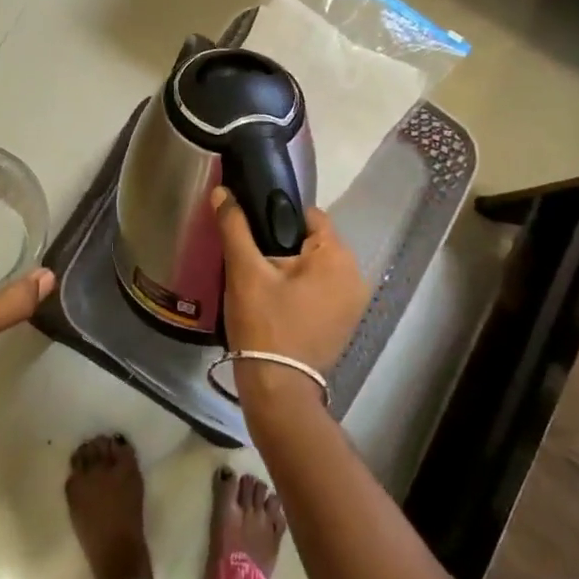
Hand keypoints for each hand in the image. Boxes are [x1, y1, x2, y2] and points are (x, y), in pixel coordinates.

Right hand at [212, 186, 367, 402]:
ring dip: (293, 268)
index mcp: (337, 256)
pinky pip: (323, 289)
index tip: (252, 232)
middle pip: (314, 241)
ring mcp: (354, 302)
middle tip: (252, 260)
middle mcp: (355, 275)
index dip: (277, 217)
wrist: (277, 387)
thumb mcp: (244, 271)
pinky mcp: (345, 322)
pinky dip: (303, 289)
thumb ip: (234, 227)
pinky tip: (278, 301)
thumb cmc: (263, 323)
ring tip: (261, 280)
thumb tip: (222, 191)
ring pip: (318, 267)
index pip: (309, 216)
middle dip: (284, 245)